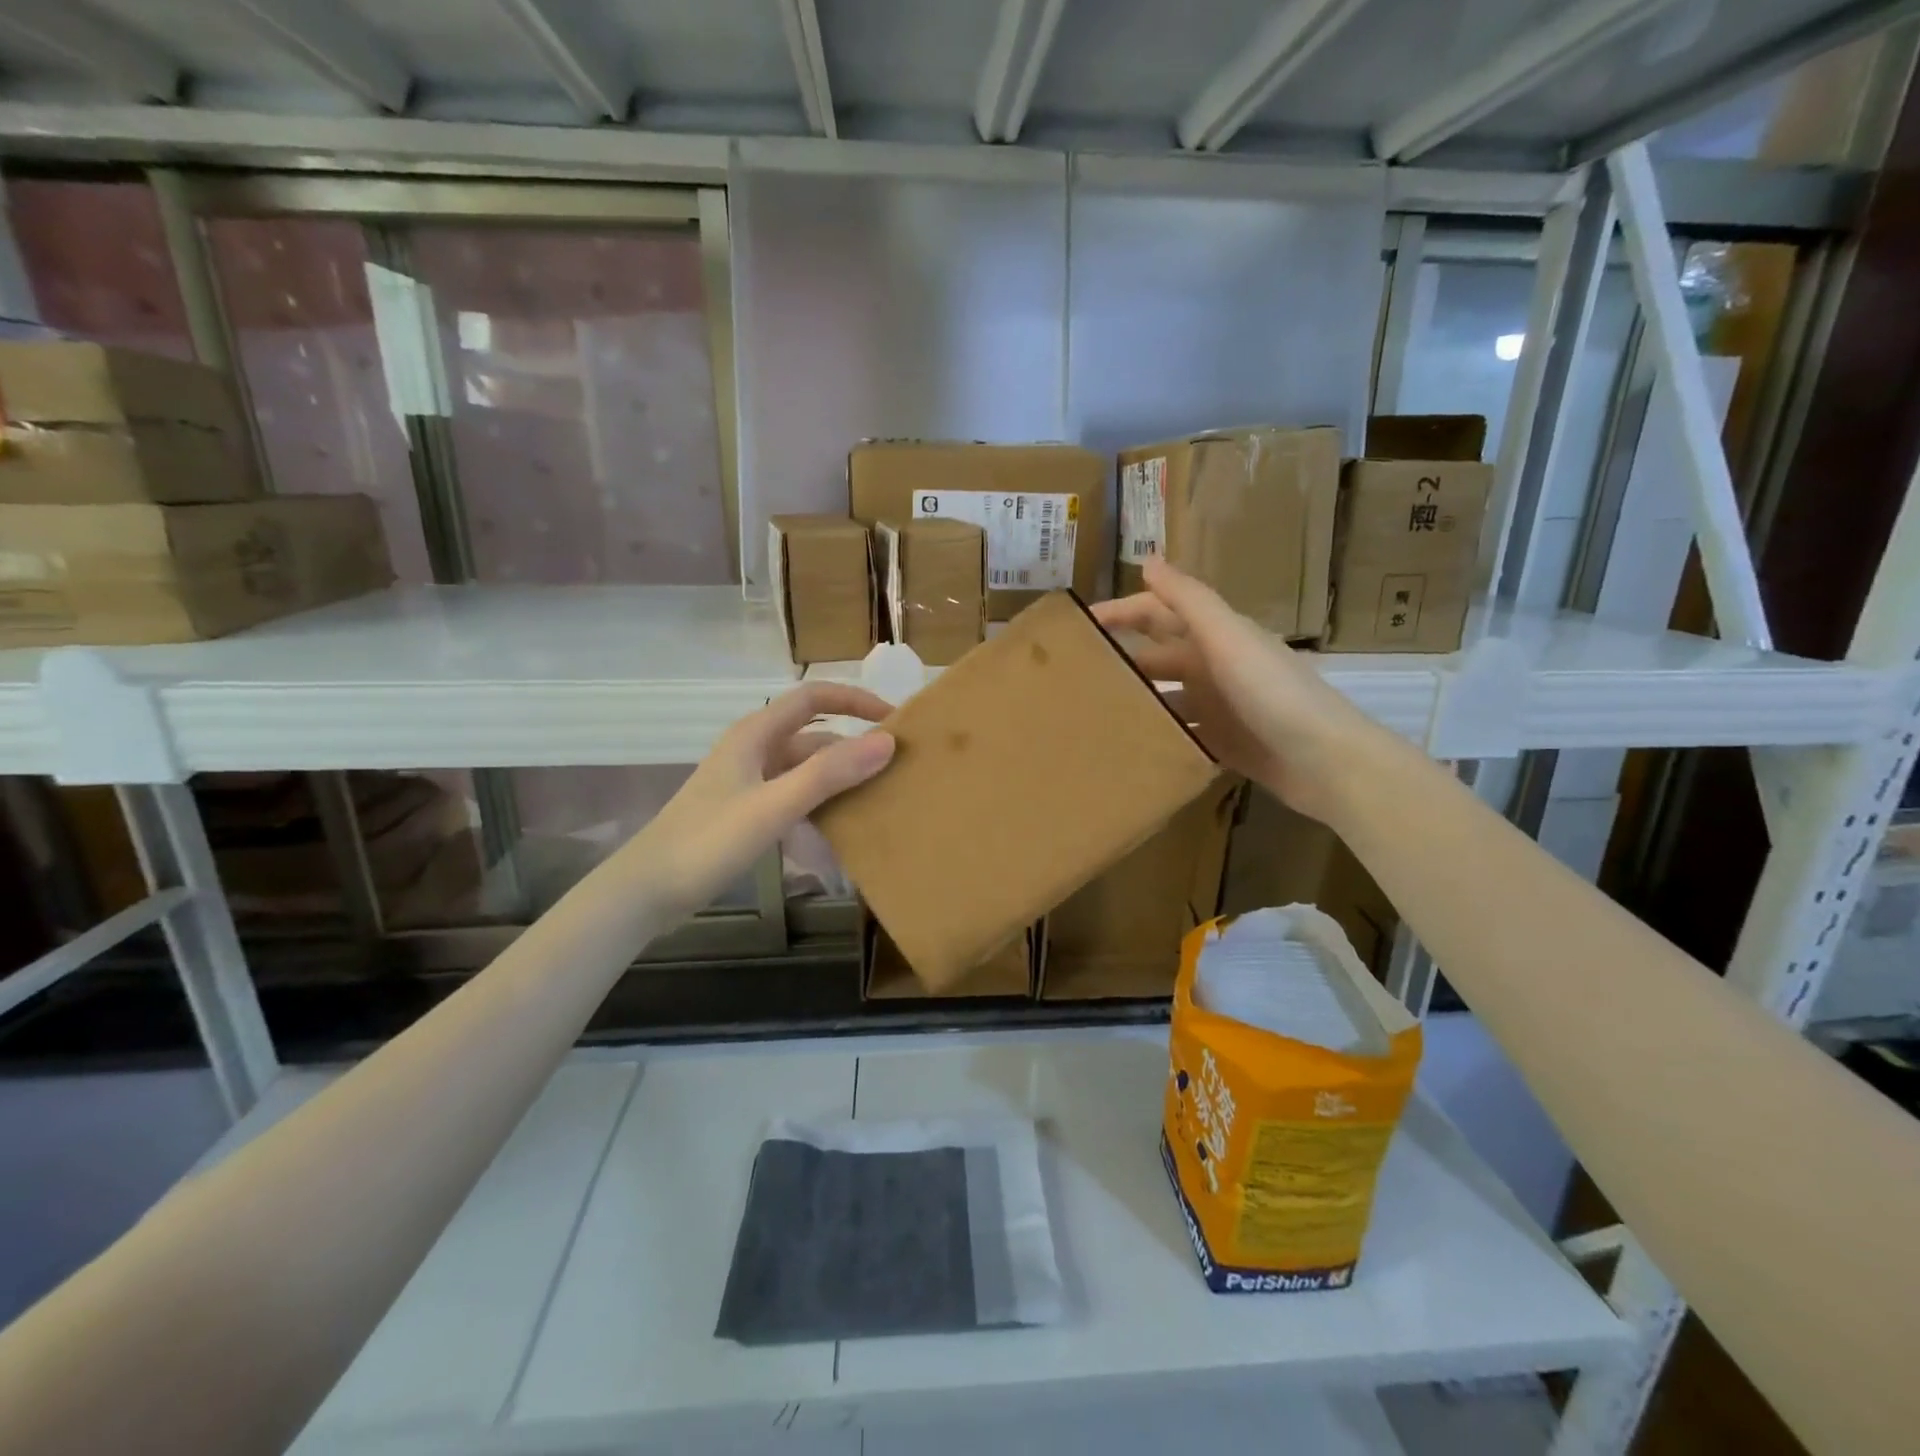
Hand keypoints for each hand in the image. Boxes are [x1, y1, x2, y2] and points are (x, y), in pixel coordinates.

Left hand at [623, 682, 894, 919]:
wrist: (647, 890)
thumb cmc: (708, 841)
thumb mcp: (774, 806)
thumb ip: (829, 773)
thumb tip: (887, 741)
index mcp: (756, 734)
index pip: (814, 698)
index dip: (856, 701)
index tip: (895, 722)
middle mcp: (754, 749)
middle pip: (815, 735)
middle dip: (855, 745)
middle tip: (897, 767)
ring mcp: (749, 781)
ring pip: (806, 769)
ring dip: (840, 778)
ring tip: (879, 798)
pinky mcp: (746, 811)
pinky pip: (794, 796)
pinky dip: (820, 805)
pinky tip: (841, 830)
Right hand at [1093, 558, 1382, 822]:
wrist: (1325, 762)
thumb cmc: (1273, 692)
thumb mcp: (1228, 638)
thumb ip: (1189, 599)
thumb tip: (1148, 560)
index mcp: (1217, 636)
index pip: (1158, 613)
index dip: (1121, 612)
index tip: (1078, 626)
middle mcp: (1216, 666)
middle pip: (1159, 654)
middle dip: (1121, 657)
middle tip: (1072, 673)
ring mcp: (1220, 707)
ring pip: (1166, 696)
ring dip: (1136, 699)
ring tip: (1090, 712)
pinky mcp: (1224, 743)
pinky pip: (1181, 733)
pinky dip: (1157, 734)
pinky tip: (1127, 745)